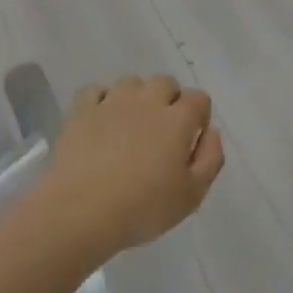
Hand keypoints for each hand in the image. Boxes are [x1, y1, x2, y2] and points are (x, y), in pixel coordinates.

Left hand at [46, 76, 223, 256]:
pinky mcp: (81, 110)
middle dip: (169, 100)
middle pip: (165, 82)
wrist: (82, 210)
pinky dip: (101, 100)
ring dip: (136, 98)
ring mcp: (112, 101)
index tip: (191, 139)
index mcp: (177, 119)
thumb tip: (210, 132)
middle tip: (161, 133)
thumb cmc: (143, 208)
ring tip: (130, 126)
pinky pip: (95, 91)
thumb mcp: (192, 195)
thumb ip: (210, 158)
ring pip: (131, 82)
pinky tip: (101, 121)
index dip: (199, 115)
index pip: (198, 98)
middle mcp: (147, 101)